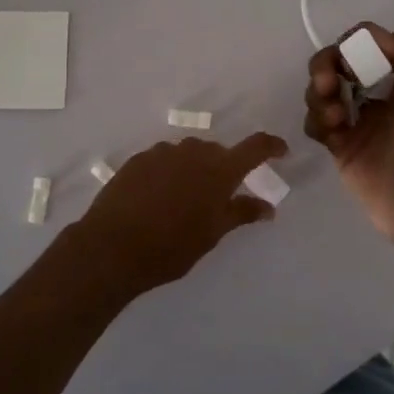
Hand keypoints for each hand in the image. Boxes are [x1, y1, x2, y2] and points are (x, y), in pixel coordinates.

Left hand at [61, 132, 287, 304]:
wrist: (112, 247)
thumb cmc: (171, 246)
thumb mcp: (213, 234)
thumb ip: (241, 213)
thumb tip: (268, 207)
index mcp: (219, 169)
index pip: (255, 147)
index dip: (271, 146)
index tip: (281, 151)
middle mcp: (194, 151)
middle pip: (218, 152)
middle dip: (225, 168)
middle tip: (222, 196)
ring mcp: (163, 152)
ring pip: (189, 154)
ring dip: (195, 169)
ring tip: (186, 200)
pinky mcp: (138, 159)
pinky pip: (164, 160)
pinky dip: (170, 172)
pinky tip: (159, 198)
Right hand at [303, 23, 393, 252]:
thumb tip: (370, 39)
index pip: (369, 43)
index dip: (355, 45)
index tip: (354, 60)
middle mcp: (382, 93)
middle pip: (339, 62)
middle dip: (327, 65)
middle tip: (327, 83)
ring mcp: (360, 120)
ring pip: (323, 89)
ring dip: (319, 93)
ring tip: (334, 116)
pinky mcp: (341, 146)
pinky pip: (316, 122)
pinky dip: (317, 120)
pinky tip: (332, 131)